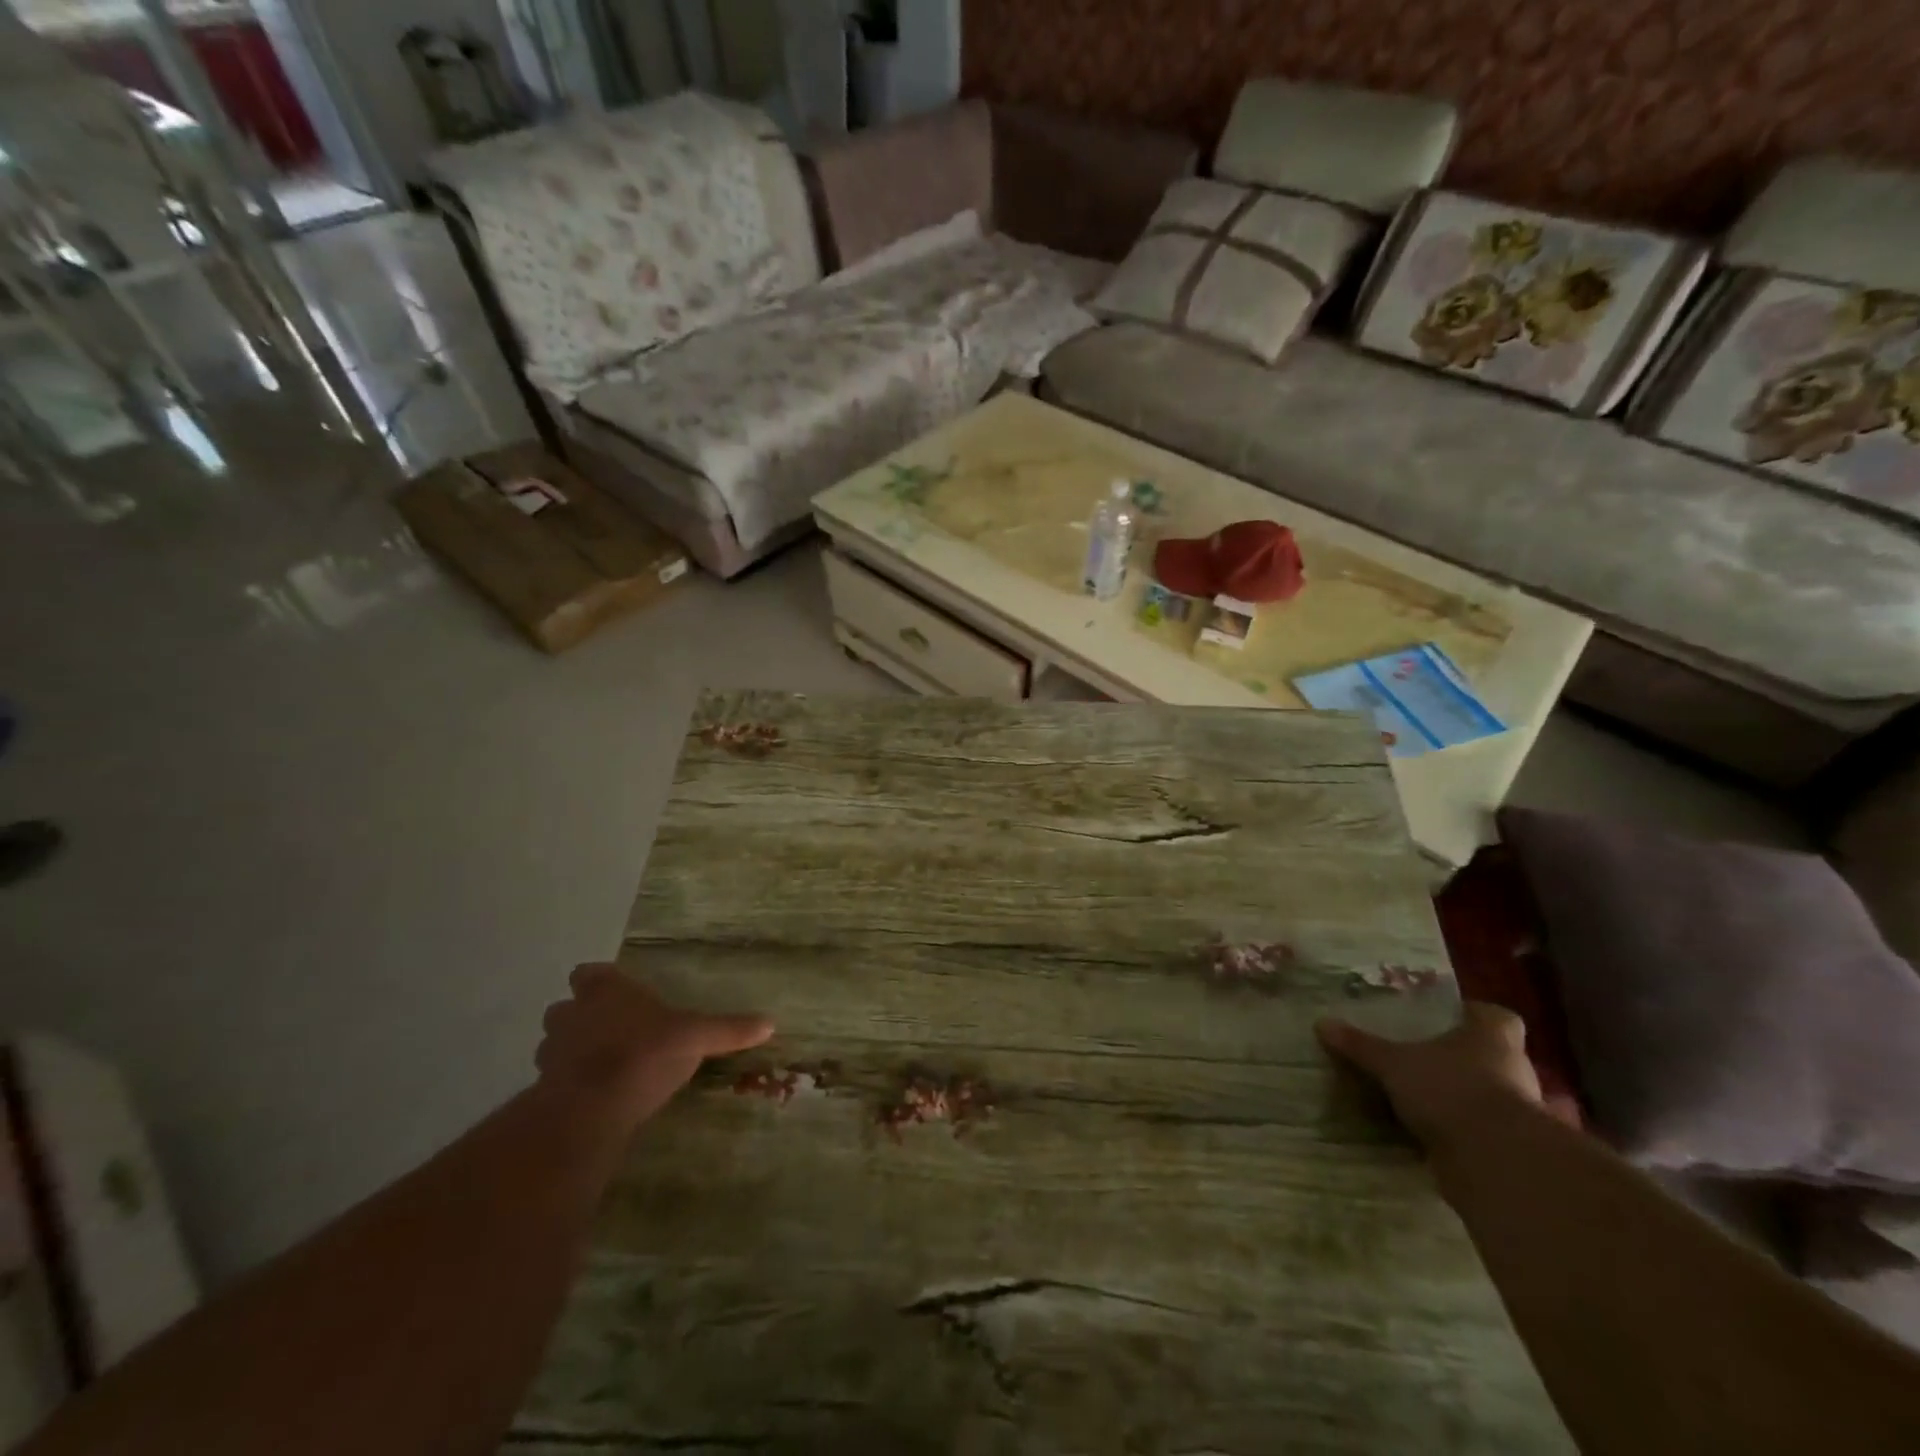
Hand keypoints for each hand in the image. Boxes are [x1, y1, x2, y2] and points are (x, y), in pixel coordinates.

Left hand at [536, 963, 772, 1130]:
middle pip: (566, 1007)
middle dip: (581, 1017)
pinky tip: (591, 1097)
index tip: (615, 992)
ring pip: (554, 1043)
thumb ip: (728, 1030)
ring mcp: (552, 1052)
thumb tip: (770, 1023)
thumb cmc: (645, 1053)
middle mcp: (572, 1014)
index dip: (599, 981)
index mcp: (605, 990)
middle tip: (609, 1029)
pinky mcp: (543, 1089)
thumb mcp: (696, 1037)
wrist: (592, 1108)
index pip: (589, 973)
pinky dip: (567, 1084)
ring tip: (599, 1065)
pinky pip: (553, 1080)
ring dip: (570, 1050)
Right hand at [1316, 1001, 1542, 1154]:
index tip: (1446, 1019)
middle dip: (1458, 1057)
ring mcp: (1518, 1111)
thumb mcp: (1392, 1063)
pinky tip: (1425, 1130)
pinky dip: (1458, 1129)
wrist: (1494, 1161)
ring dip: (1459, 1095)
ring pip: (1486, 1093)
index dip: (1473, 1016)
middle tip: (1419, 1056)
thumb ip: (1361, 1045)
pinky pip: (1479, 1128)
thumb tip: (1322, 1023)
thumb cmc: (1449, 1089)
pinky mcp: (1510, 1147)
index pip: (1496, 1016)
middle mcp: (1514, 1069)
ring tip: (1417, 1095)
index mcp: (1493, 1037)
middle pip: (1490, 1055)